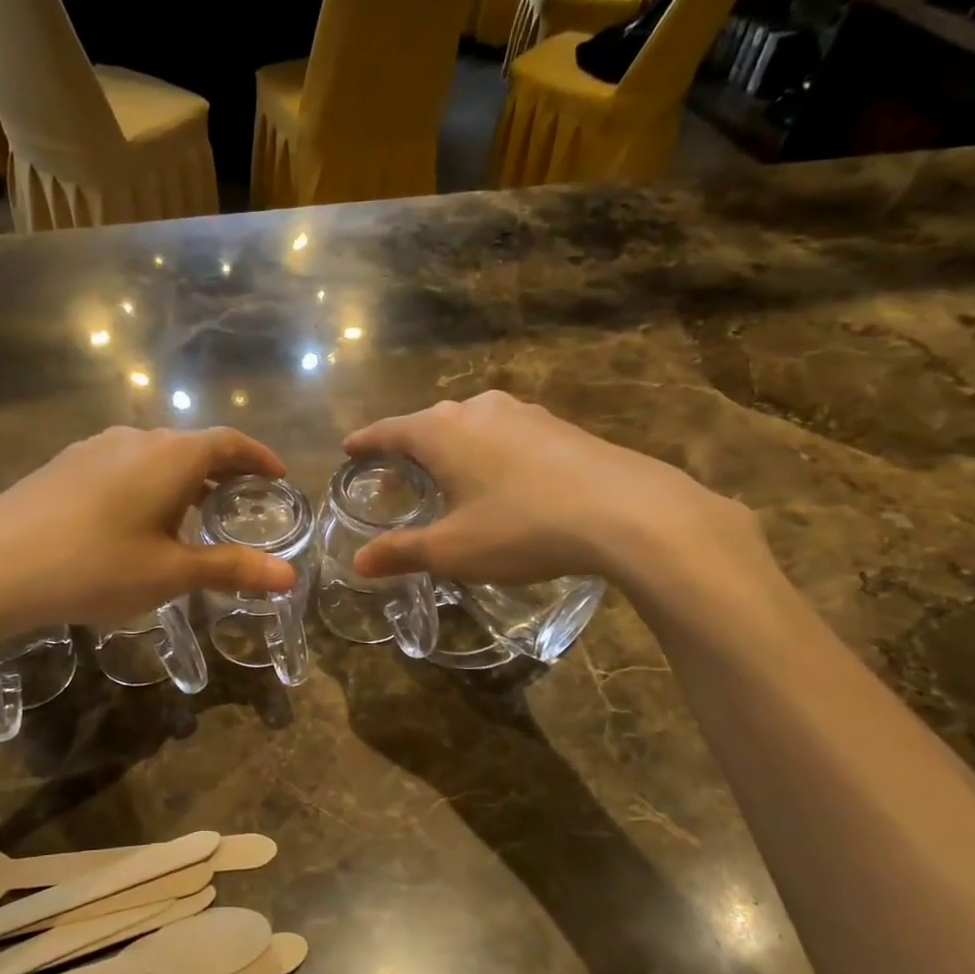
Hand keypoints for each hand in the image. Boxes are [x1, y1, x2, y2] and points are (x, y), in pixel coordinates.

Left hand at [0, 427, 296, 656]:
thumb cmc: (94, 566)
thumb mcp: (170, 573)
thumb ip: (232, 568)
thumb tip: (289, 577)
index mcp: (172, 456)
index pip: (229, 443)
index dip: (259, 457)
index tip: (278, 476)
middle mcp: (136, 439)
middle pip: (193, 445)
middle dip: (224, 470)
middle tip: (242, 502)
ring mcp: (94, 448)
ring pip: (155, 455)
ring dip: (183, 478)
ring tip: (194, 514)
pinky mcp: (64, 466)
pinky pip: (123, 466)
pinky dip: (148, 484)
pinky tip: (136, 520)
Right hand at [344, 391, 760, 593]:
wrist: (625, 510)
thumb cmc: (521, 527)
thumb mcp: (453, 550)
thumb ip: (403, 552)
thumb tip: (359, 562)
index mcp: (442, 432)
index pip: (390, 431)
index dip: (366, 442)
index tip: (349, 448)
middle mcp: (477, 410)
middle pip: (430, 423)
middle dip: (409, 445)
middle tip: (397, 470)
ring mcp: (523, 413)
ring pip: (471, 425)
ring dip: (453, 445)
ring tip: (449, 472)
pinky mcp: (558, 425)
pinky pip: (506, 433)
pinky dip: (489, 451)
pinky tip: (502, 476)